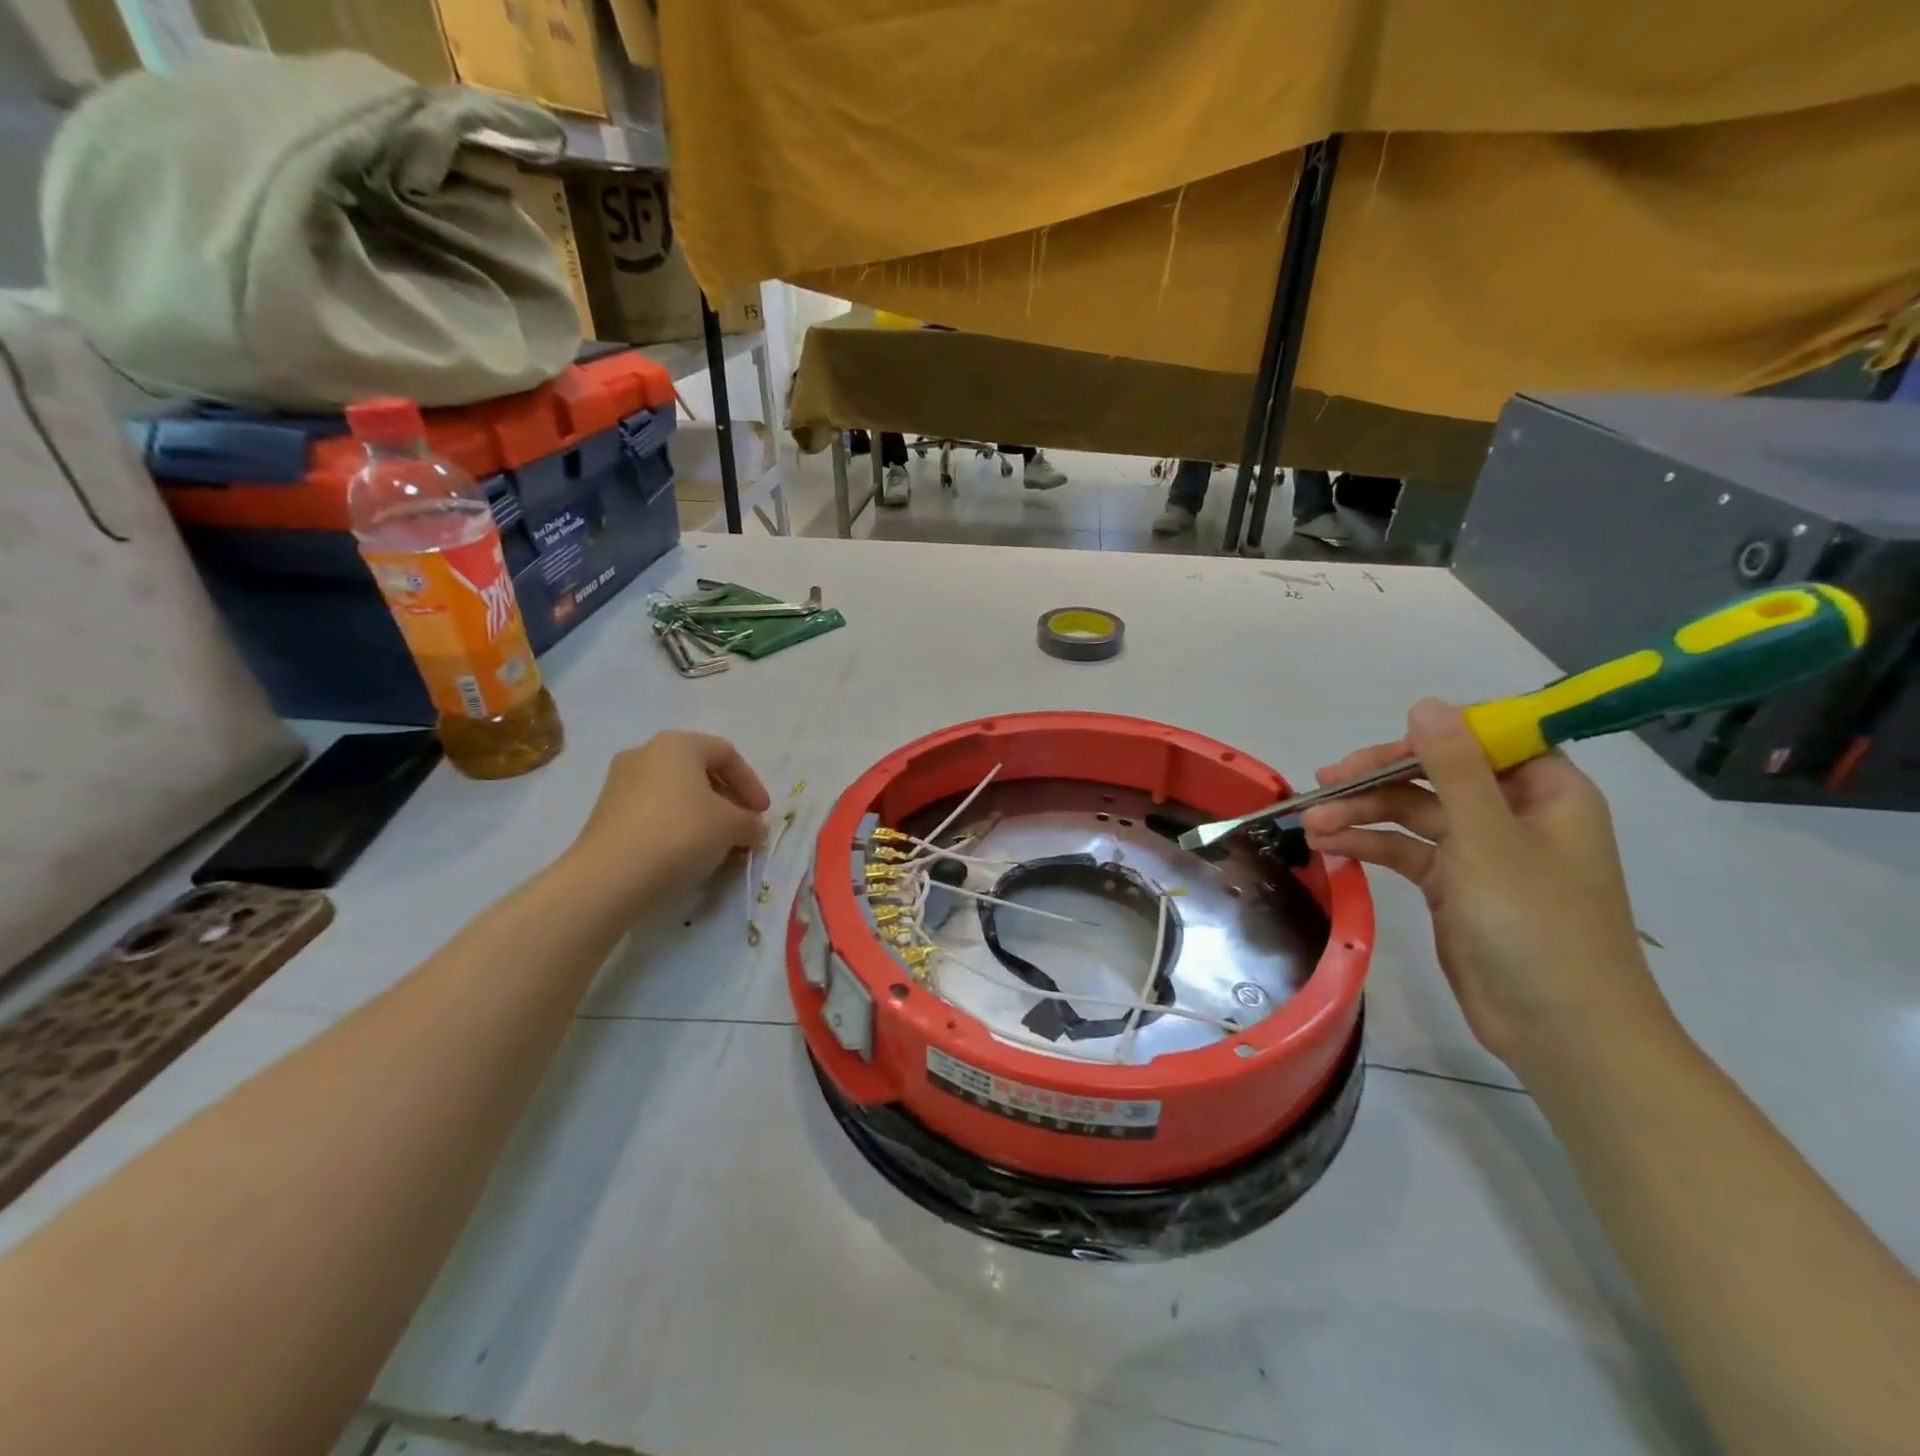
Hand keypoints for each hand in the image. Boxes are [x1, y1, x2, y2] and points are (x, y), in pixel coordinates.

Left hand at [564, 732, 770, 910]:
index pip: (726, 754)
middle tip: (743, 827)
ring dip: (702, 816)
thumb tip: (754, 828)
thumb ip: (750, 822)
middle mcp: (645, 754)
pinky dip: (676, 827)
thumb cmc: (680, 834)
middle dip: (727, 800)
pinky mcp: (605, 814)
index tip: (762, 813)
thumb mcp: (731, 826)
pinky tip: (686, 854)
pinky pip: (653, 813)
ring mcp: (619, 783)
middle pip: (698, 771)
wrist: (610, 877)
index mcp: (677, 744)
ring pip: (675, 793)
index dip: (751, 783)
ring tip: (718, 845)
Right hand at [1300, 699, 1673, 1075]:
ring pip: (1410, 814)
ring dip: (1361, 814)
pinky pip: (1404, 850)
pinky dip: (1368, 846)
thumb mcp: (1489, 839)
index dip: (1427, 738)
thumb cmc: (1537, 925)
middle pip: (1434, 775)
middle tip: (1323, 782)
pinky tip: (1329, 848)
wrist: (1561, 1030)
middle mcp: (1512, 813)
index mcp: (1544, 792)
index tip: (1374, 752)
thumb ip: (1453, 769)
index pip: (1482, 740)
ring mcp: (1480, 851)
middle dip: (1376, 779)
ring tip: (1311, 823)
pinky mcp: (1452, 885)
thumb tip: (1426, 705)